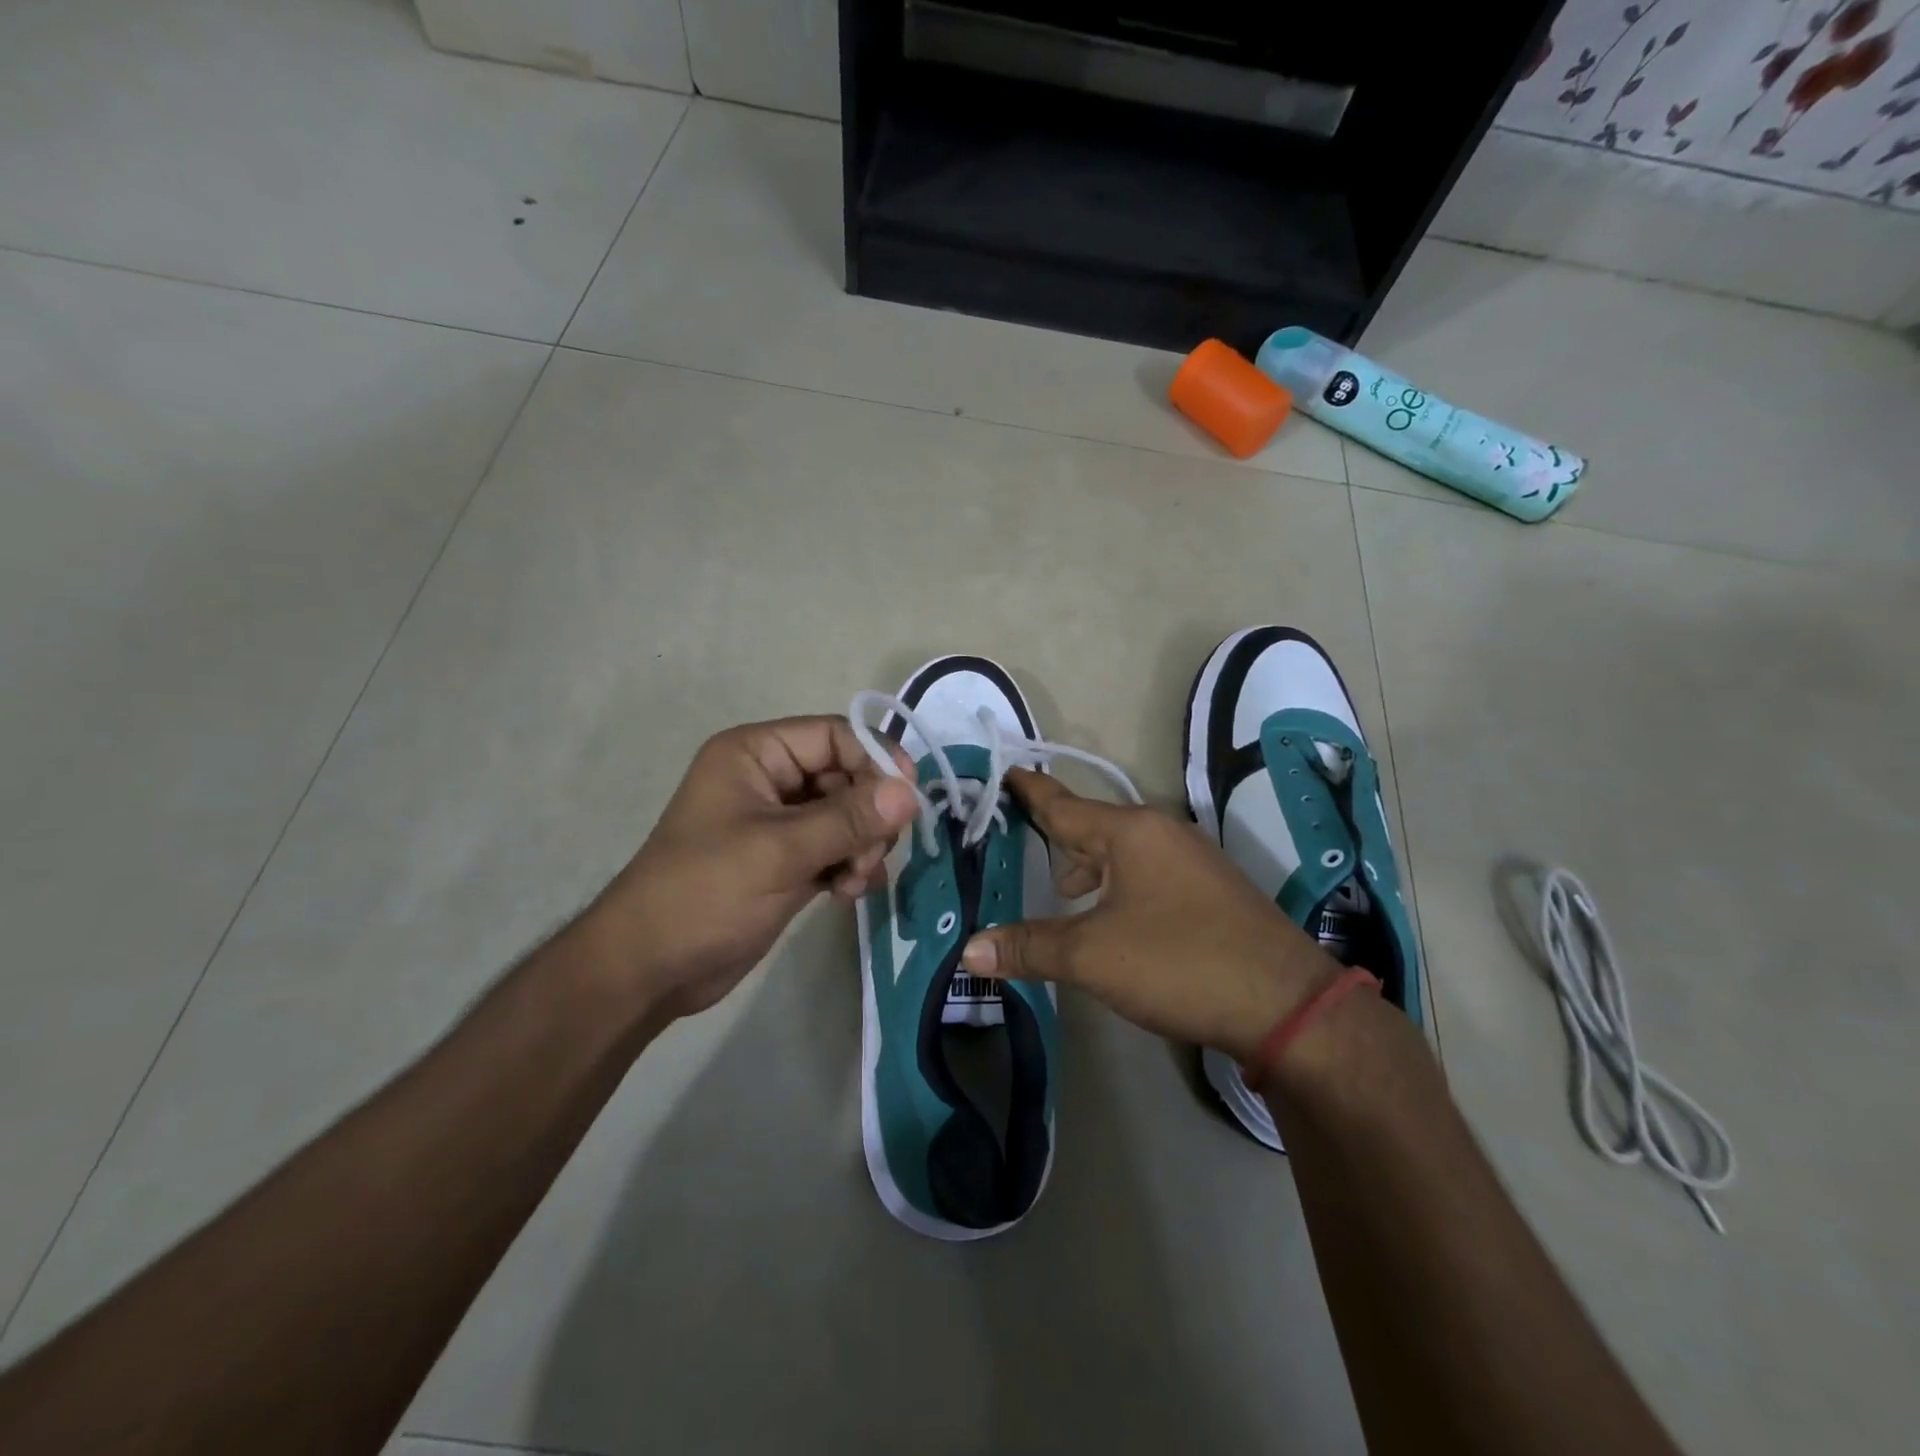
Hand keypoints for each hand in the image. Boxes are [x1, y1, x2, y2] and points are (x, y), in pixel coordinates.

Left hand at [586, 717, 918, 1020]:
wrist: (649, 969)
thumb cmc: (705, 893)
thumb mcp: (780, 851)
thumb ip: (848, 819)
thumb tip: (911, 792)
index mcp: (756, 754)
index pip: (834, 735)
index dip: (876, 758)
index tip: (908, 798)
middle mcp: (769, 779)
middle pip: (846, 776)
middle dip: (868, 814)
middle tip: (872, 854)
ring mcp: (778, 823)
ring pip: (846, 816)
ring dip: (861, 845)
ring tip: (855, 881)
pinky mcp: (785, 861)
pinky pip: (835, 848)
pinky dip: (849, 866)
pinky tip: (848, 894)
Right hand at [960, 769, 1335, 1061]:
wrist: (1287, 1006)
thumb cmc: (1180, 963)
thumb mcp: (1093, 956)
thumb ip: (1030, 947)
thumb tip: (969, 950)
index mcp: (1131, 832)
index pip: (1064, 803)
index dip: (1030, 791)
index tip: (1006, 771)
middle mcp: (1162, 833)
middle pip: (1093, 827)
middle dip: (1056, 836)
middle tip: (1018, 844)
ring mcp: (1192, 860)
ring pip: (1122, 853)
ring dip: (1088, 867)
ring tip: (1061, 891)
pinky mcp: (1211, 891)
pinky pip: (1147, 873)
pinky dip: (1118, 885)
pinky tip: (1112, 917)